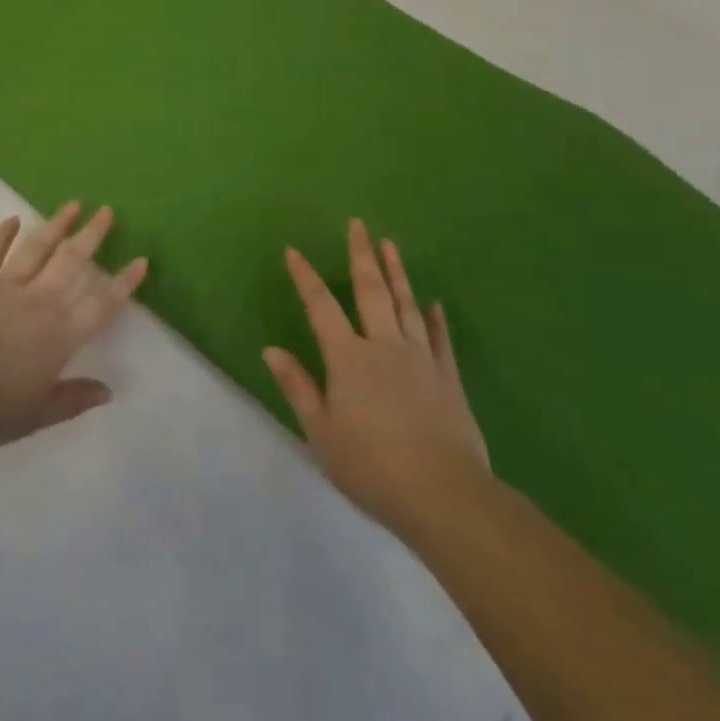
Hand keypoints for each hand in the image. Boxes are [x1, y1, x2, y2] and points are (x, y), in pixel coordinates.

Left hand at [0, 203, 147, 449]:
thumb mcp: (37, 414)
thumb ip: (73, 399)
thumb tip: (109, 391)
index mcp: (61, 334)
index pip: (101, 304)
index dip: (123, 283)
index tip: (141, 259)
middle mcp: (40, 301)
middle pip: (72, 262)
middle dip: (92, 235)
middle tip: (106, 210)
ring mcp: (6, 284)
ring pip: (38, 248)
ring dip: (56, 224)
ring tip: (72, 204)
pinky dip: (3, 234)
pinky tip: (12, 219)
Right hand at [264, 218, 489, 530]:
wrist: (445, 496)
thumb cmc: (372, 466)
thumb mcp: (321, 432)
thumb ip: (298, 387)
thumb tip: (271, 349)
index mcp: (348, 358)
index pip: (321, 307)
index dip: (306, 277)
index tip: (294, 251)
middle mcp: (384, 346)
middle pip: (371, 291)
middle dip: (361, 255)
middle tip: (358, 224)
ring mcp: (421, 359)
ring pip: (407, 305)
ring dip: (397, 273)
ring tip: (390, 245)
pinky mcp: (448, 379)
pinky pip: (441, 339)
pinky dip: (436, 318)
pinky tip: (434, 303)